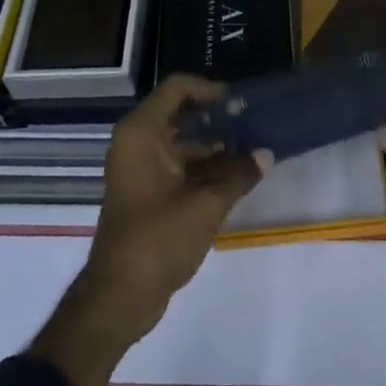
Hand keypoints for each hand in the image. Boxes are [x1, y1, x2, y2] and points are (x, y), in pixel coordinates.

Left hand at [32, 74, 261, 385]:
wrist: (118, 298)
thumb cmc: (158, 239)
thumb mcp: (205, 205)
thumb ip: (238, 175)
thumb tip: (267, 154)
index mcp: (142, 132)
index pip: (177, 88)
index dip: (210, 89)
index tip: (240, 103)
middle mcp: (137, 142)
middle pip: (181, 113)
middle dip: (217, 118)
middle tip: (252, 124)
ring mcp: (140, 168)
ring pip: (182, 142)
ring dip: (214, 145)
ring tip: (252, 151)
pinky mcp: (147, 192)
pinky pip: (178, 165)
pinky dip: (204, 167)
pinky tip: (236, 177)